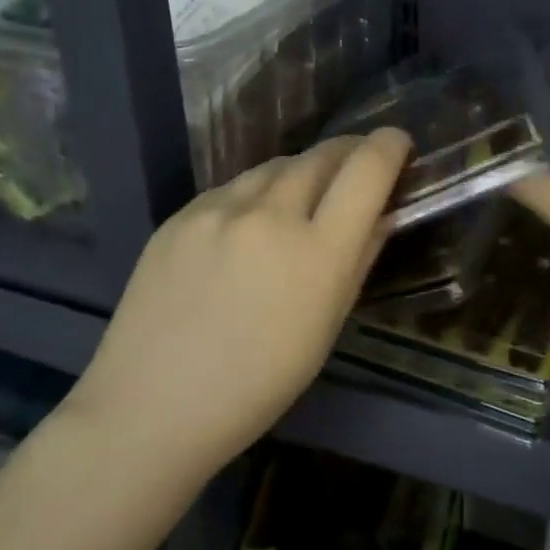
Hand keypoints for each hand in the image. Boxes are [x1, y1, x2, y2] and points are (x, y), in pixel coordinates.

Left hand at [65, 129, 412, 474]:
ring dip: (301, 172)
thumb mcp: (325, 328)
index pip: (366, 171)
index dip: (389, 146)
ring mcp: (218, 210)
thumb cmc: (257, 385)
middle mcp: (270, 216)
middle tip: (356, 165)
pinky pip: (232, 187)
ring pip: (275, 166)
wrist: (152, 406)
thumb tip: (381, 215)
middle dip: (348, 153)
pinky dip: (255, 193)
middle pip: (321, 156)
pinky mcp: (180, 214)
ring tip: (304, 195)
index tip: (397, 143)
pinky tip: (248, 224)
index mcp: (317, 254)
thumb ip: (358, 261)